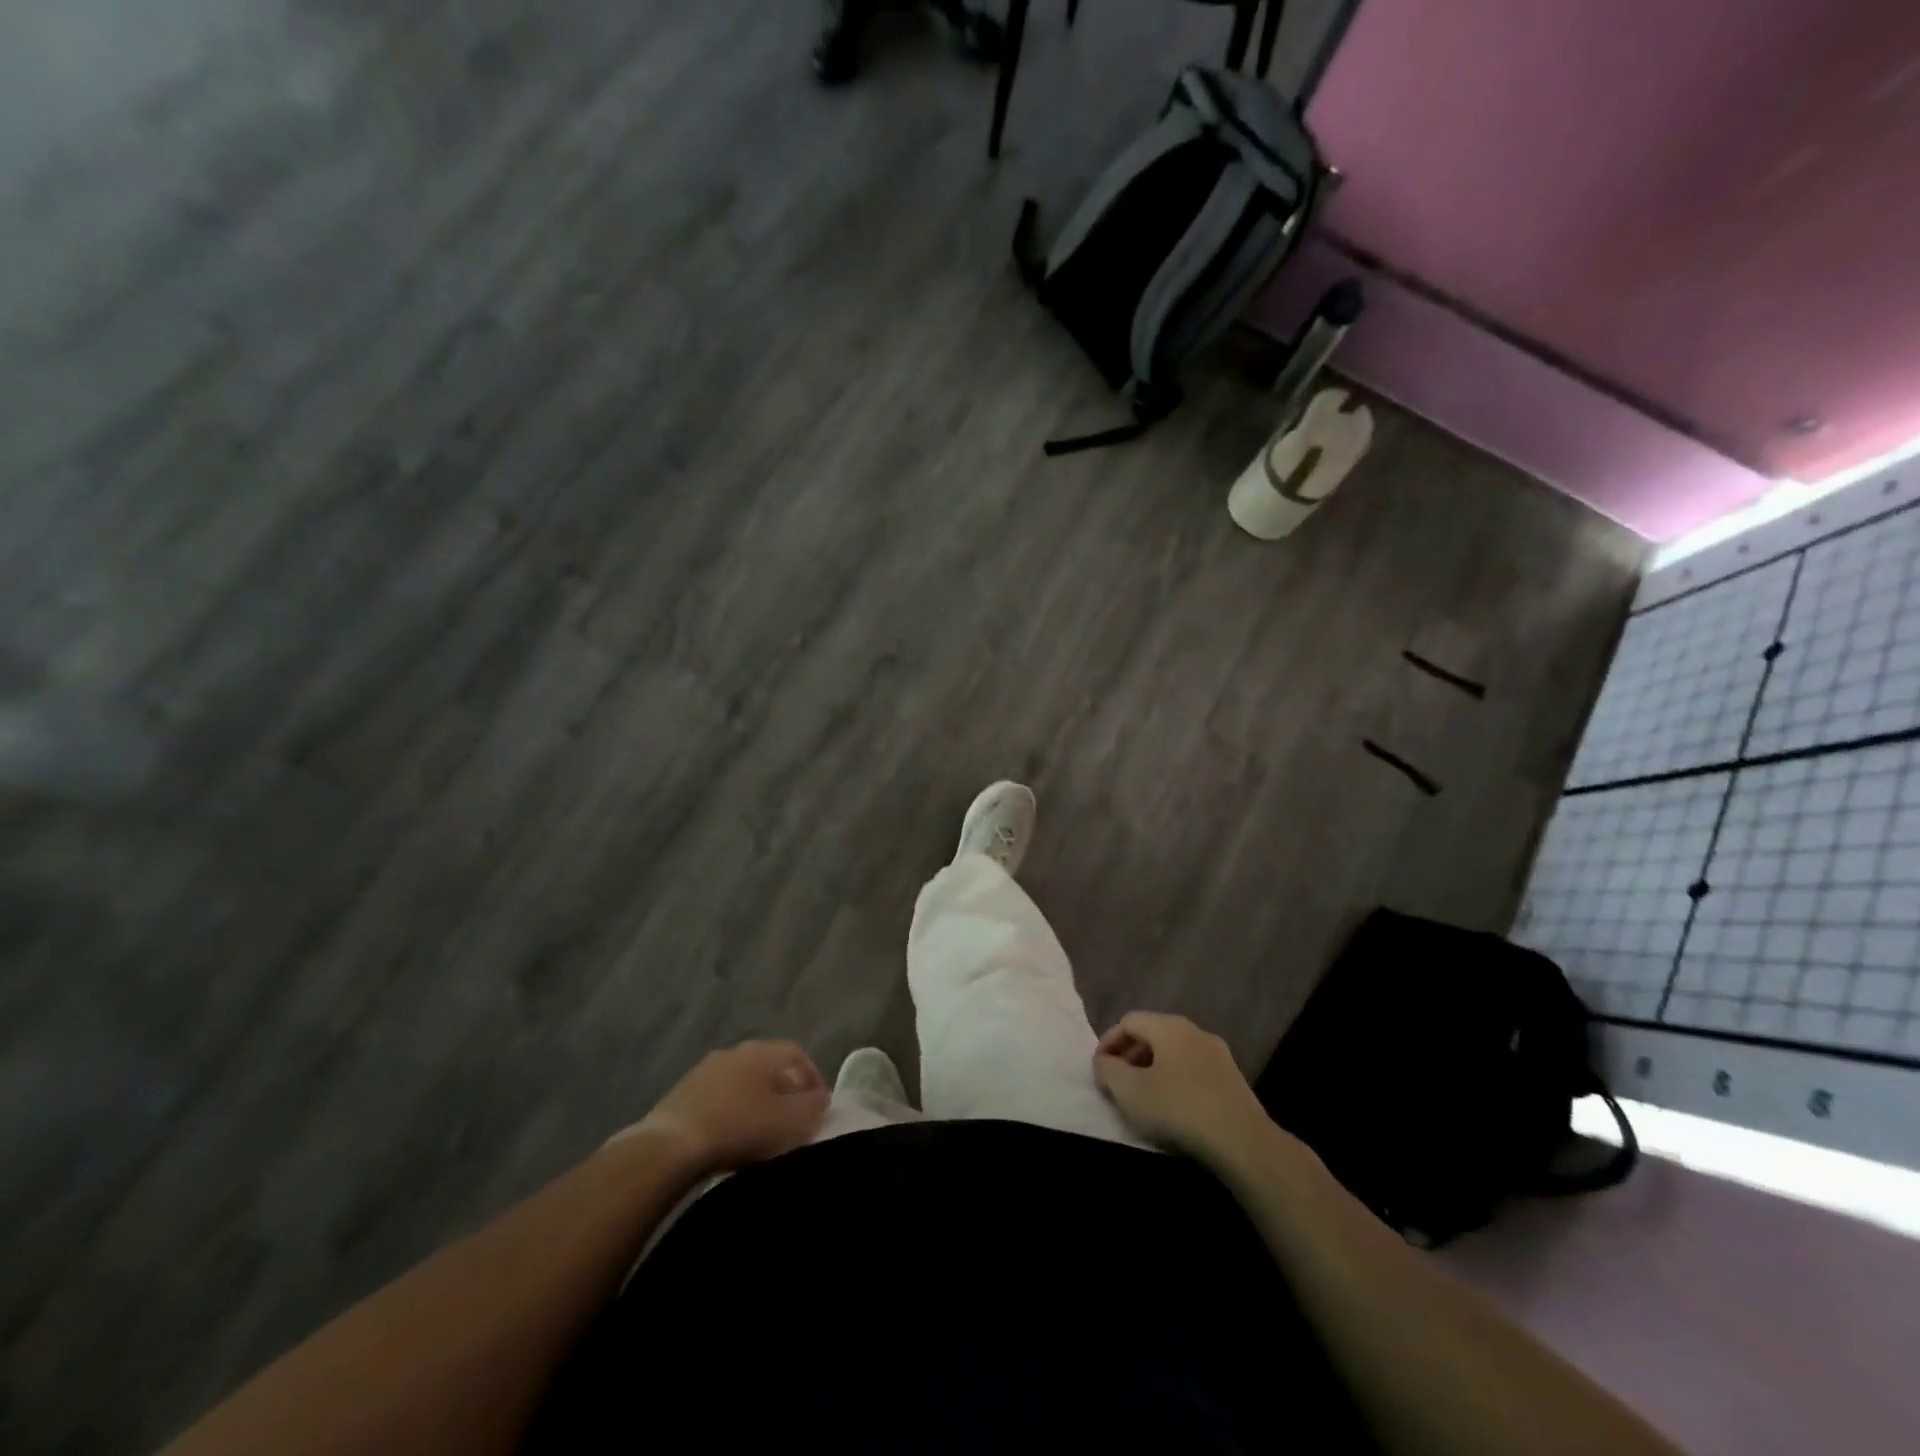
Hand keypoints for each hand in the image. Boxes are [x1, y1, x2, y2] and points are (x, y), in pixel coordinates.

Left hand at [623, 1040, 829, 1174]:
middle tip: (793, 1120)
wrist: (669, 1148)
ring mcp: (704, 1071)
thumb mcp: (789, 1121)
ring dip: (756, 1102)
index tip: (819, 1106)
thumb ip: (812, 1107)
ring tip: (762, 1133)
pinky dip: (732, 1112)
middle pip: (768, 1066)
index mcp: (761, 1051)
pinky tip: (731, 1138)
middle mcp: (733, 1051)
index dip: (812, 1077)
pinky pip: (719, 1098)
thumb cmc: (739, 1127)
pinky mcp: (682, 1094)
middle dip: (784, 1091)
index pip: (796, 1053)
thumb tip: (821, 1098)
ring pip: (742, 1082)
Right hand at [1094, 1012, 1275, 1166]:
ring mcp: (1218, 1054)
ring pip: (1175, 1053)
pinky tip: (1173, 1107)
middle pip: (1153, 1034)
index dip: (1108, 1041)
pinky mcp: (1233, 1080)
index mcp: (1168, 1026)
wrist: (1242, 1141)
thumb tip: (1104, 1061)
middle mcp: (1194, 1031)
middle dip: (1130, 1055)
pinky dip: (1176, 1080)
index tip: (1098, 1068)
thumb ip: (1108, 1070)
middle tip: (1117, 1082)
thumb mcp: (1129, 1091)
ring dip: (1153, 1069)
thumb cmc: (1177, 1108)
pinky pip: (1194, 1070)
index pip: (1128, 1021)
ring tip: (1143, 1096)